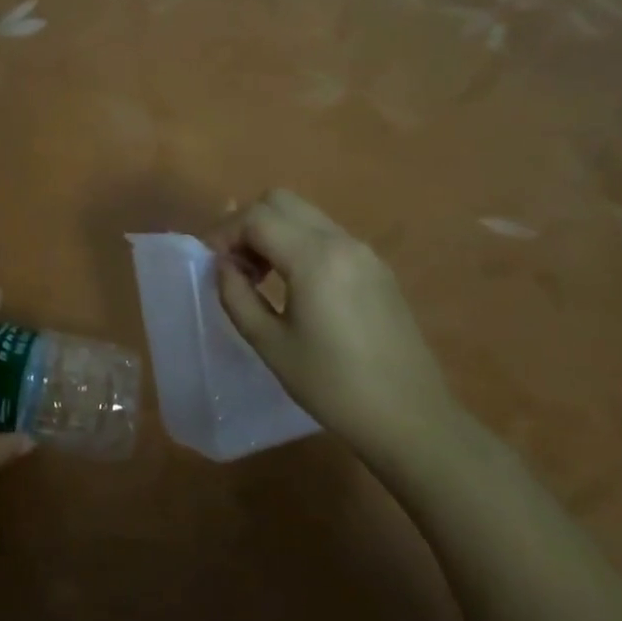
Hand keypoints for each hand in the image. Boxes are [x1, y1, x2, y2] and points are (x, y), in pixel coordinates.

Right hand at [213, 190, 457, 451]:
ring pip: (305, 214)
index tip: (210, 263)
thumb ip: (236, 296)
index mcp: (314, 258)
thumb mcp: (270, 344)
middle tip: (234, 264)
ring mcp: (364, 252)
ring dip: (273, 231)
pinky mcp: (377, 268)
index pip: (256, 218)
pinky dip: (298, 242)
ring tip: (260, 276)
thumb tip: (222, 266)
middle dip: (247, 223)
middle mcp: (341, 242)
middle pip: (281, 201)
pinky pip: (327, 234)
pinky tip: (294, 285)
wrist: (411, 419)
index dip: (224, 232)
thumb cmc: (333, 387)